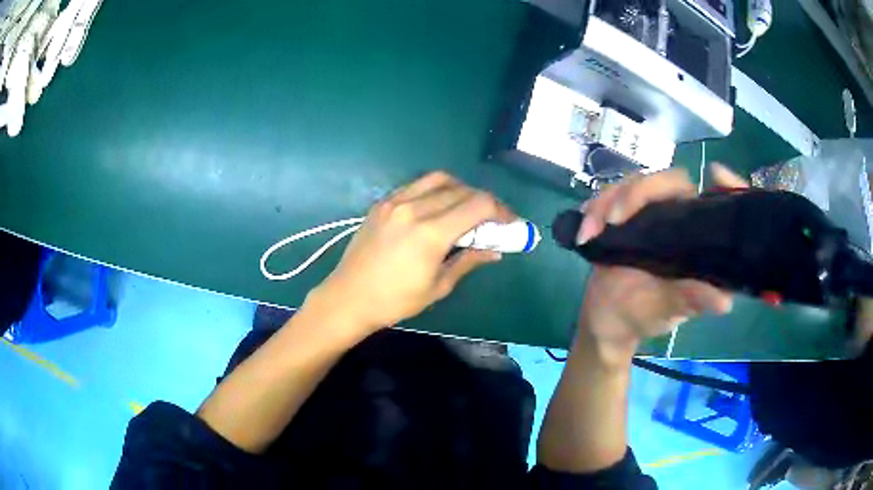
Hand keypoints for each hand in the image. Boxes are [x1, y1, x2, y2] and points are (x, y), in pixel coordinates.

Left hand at [308, 171, 514, 334]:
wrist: (348, 297)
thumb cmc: (395, 301)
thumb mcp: (438, 286)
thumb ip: (468, 261)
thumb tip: (496, 250)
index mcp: (431, 233)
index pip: (478, 205)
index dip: (501, 210)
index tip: (509, 222)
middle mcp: (414, 208)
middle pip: (462, 190)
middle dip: (484, 201)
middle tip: (492, 219)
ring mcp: (395, 202)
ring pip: (440, 179)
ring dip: (461, 189)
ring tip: (466, 208)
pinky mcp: (382, 202)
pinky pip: (416, 185)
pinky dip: (435, 189)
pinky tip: (438, 205)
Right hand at [575, 164, 746, 360]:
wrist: (604, 320)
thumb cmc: (640, 317)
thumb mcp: (665, 310)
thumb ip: (690, 301)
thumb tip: (724, 302)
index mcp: (694, 238)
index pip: (711, 201)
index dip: (724, 185)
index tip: (714, 173)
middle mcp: (677, 218)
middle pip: (668, 181)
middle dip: (638, 193)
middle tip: (613, 220)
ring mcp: (648, 212)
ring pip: (634, 182)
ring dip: (607, 201)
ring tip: (590, 232)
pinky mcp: (623, 213)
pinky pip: (610, 194)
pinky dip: (594, 207)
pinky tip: (584, 229)